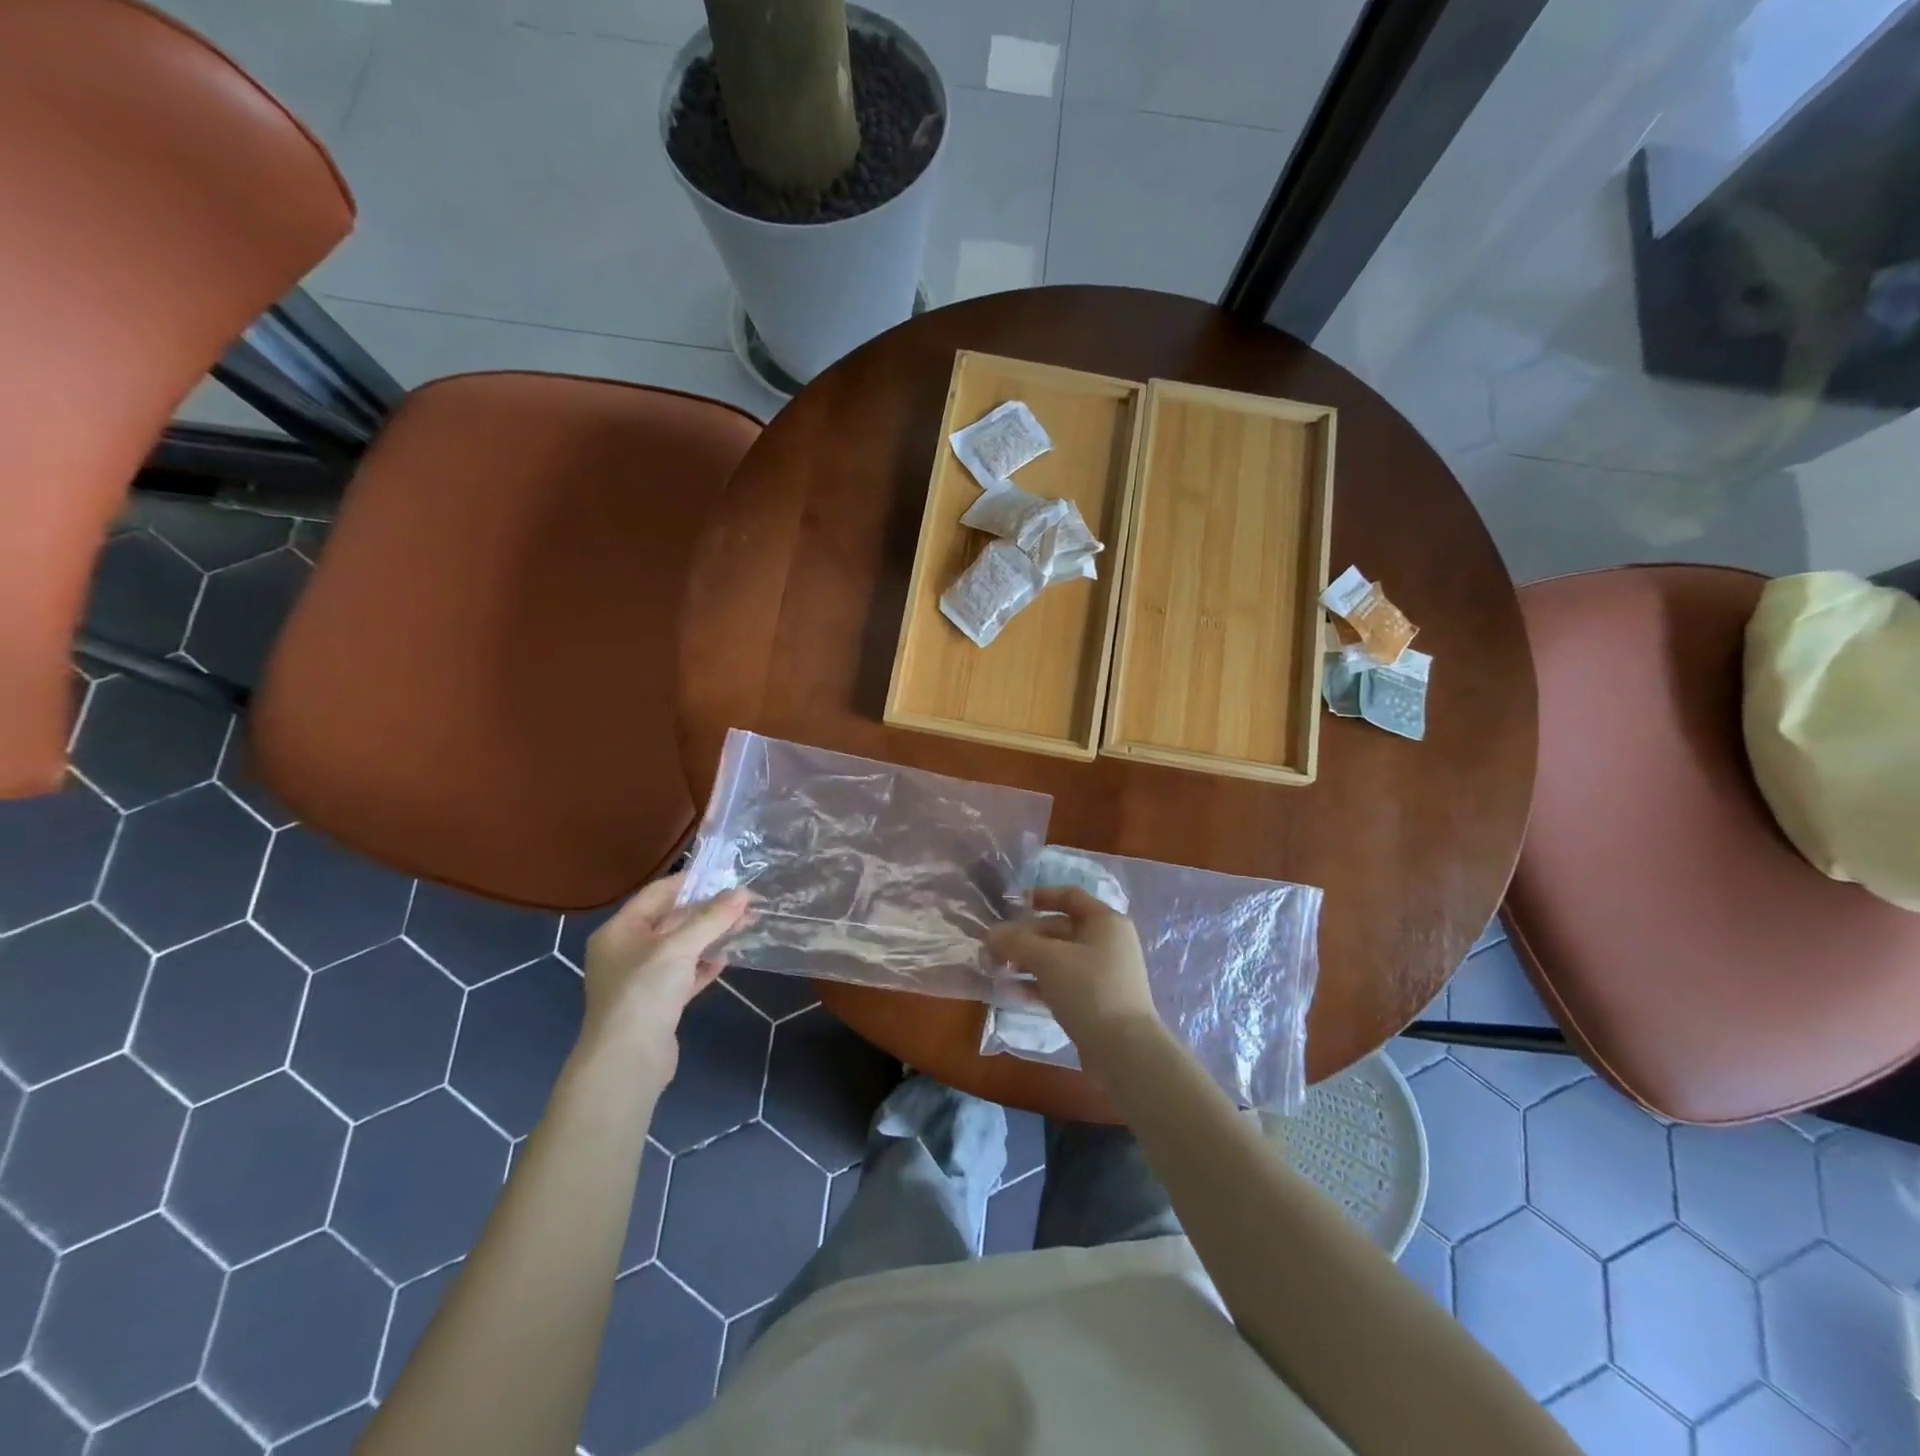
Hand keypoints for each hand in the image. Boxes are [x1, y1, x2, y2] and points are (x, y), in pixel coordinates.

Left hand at [578, 873, 749, 1080]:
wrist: (627, 1062)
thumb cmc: (644, 992)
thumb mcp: (679, 947)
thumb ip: (712, 919)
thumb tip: (743, 893)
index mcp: (619, 931)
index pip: (657, 894)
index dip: (690, 882)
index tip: (725, 876)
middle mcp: (626, 951)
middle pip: (671, 920)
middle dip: (708, 911)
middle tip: (745, 902)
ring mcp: (641, 979)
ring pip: (681, 948)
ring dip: (711, 936)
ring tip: (745, 924)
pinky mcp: (657, 1004)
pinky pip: (684, 975)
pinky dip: (704, 965)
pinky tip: (726, 959)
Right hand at [986, 887, 1157, 1063]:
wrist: (1125, 1051)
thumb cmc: (1089, 990)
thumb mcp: (1048, 959)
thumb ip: (1016, 942)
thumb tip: (991, 935)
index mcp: (1105, 921)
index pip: (1070, 897)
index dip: (1041, 896)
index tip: (1013, 904)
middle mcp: (1107, 942)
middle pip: (1059, 929)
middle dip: (1025, 937)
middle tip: (993, 949)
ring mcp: (1103, 973)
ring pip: (1058, 958)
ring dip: (1027, 962)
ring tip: (996, 970)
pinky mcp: (1096, 1001)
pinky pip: (1062, 983)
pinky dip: (1038, 984)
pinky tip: (1011, 992)